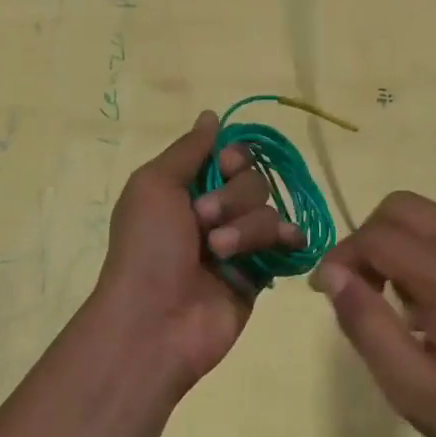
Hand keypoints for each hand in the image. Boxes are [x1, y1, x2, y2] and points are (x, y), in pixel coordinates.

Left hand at [91, 111, 303, 393]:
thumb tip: (211, 115)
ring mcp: (239, 244)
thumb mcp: (154, 185)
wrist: (155, 321)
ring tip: (219, 254)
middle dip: (233, 197)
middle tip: (204, 220)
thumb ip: (189, 149)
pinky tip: (286, 243)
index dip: (234, 157)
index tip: (224, 166)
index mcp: (186, 188)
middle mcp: (214, 211)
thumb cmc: (147, 247)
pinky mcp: (259, 273)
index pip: (230, 155)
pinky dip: (288, 239)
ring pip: (268, 211)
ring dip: (246, 228)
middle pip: (254, 180)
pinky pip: (286, 243)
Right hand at [311, 191, 435, 436]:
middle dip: (370, 238)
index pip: (378, 235)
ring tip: (403, 308)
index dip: (342, 256)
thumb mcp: (412, 388)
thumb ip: (366, 323)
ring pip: (432, 219)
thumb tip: (333, 274)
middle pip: (404, 207)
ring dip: (401, 247)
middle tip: (364, 290)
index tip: (328, 292)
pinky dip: (432, 256)